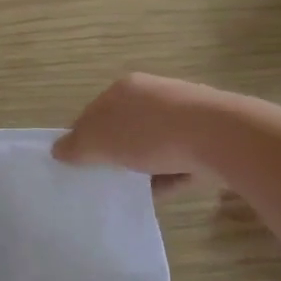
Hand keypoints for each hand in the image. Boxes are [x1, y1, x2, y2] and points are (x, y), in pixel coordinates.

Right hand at [52, 72, 220, 191]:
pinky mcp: (207, 136)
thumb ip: (76, 147)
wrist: (221, 137)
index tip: (77, 164)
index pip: (92, 112)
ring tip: (132, 190)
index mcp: (124, 88)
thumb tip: (58, 150)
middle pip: (123, 128)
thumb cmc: (151, 133)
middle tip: (104, 178)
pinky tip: (160, 193)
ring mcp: (184, 114)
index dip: (82, 139)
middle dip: (113, 153)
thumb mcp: (100, 142)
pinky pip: (177, 160)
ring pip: (151, 145)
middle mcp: (154, 94)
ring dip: (141, 166)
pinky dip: (167, 176)